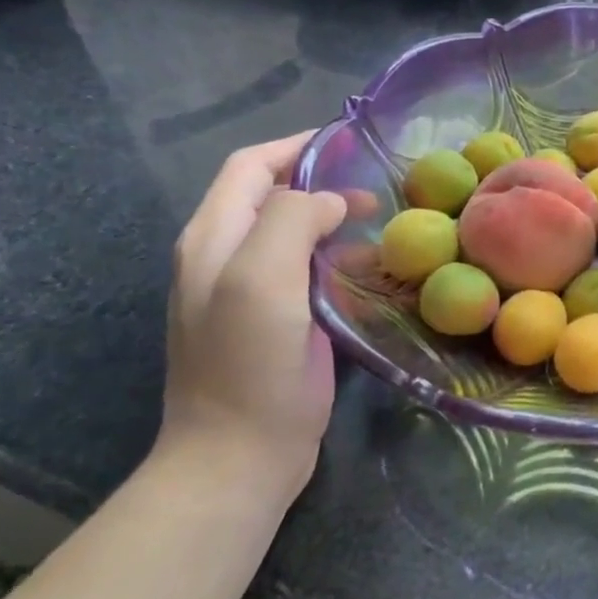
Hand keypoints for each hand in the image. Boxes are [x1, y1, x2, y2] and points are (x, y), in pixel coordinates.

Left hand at [161, 133, 348, 503]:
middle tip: (378, 191)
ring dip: (334, 220)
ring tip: (383, 225)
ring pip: (294, 233)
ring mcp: (250, 291)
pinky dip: (338, 258)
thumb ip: (291, 220)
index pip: (251, 165)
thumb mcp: (261, 278)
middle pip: (273, 195)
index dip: (297, 145)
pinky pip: (307, 270)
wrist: (239, 455)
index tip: (352, 143)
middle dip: (322, 183)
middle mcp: (226, 256)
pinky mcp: (277, 321)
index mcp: (213, 237)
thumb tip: (331, 201)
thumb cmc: (249, 363)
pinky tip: (370, 270)